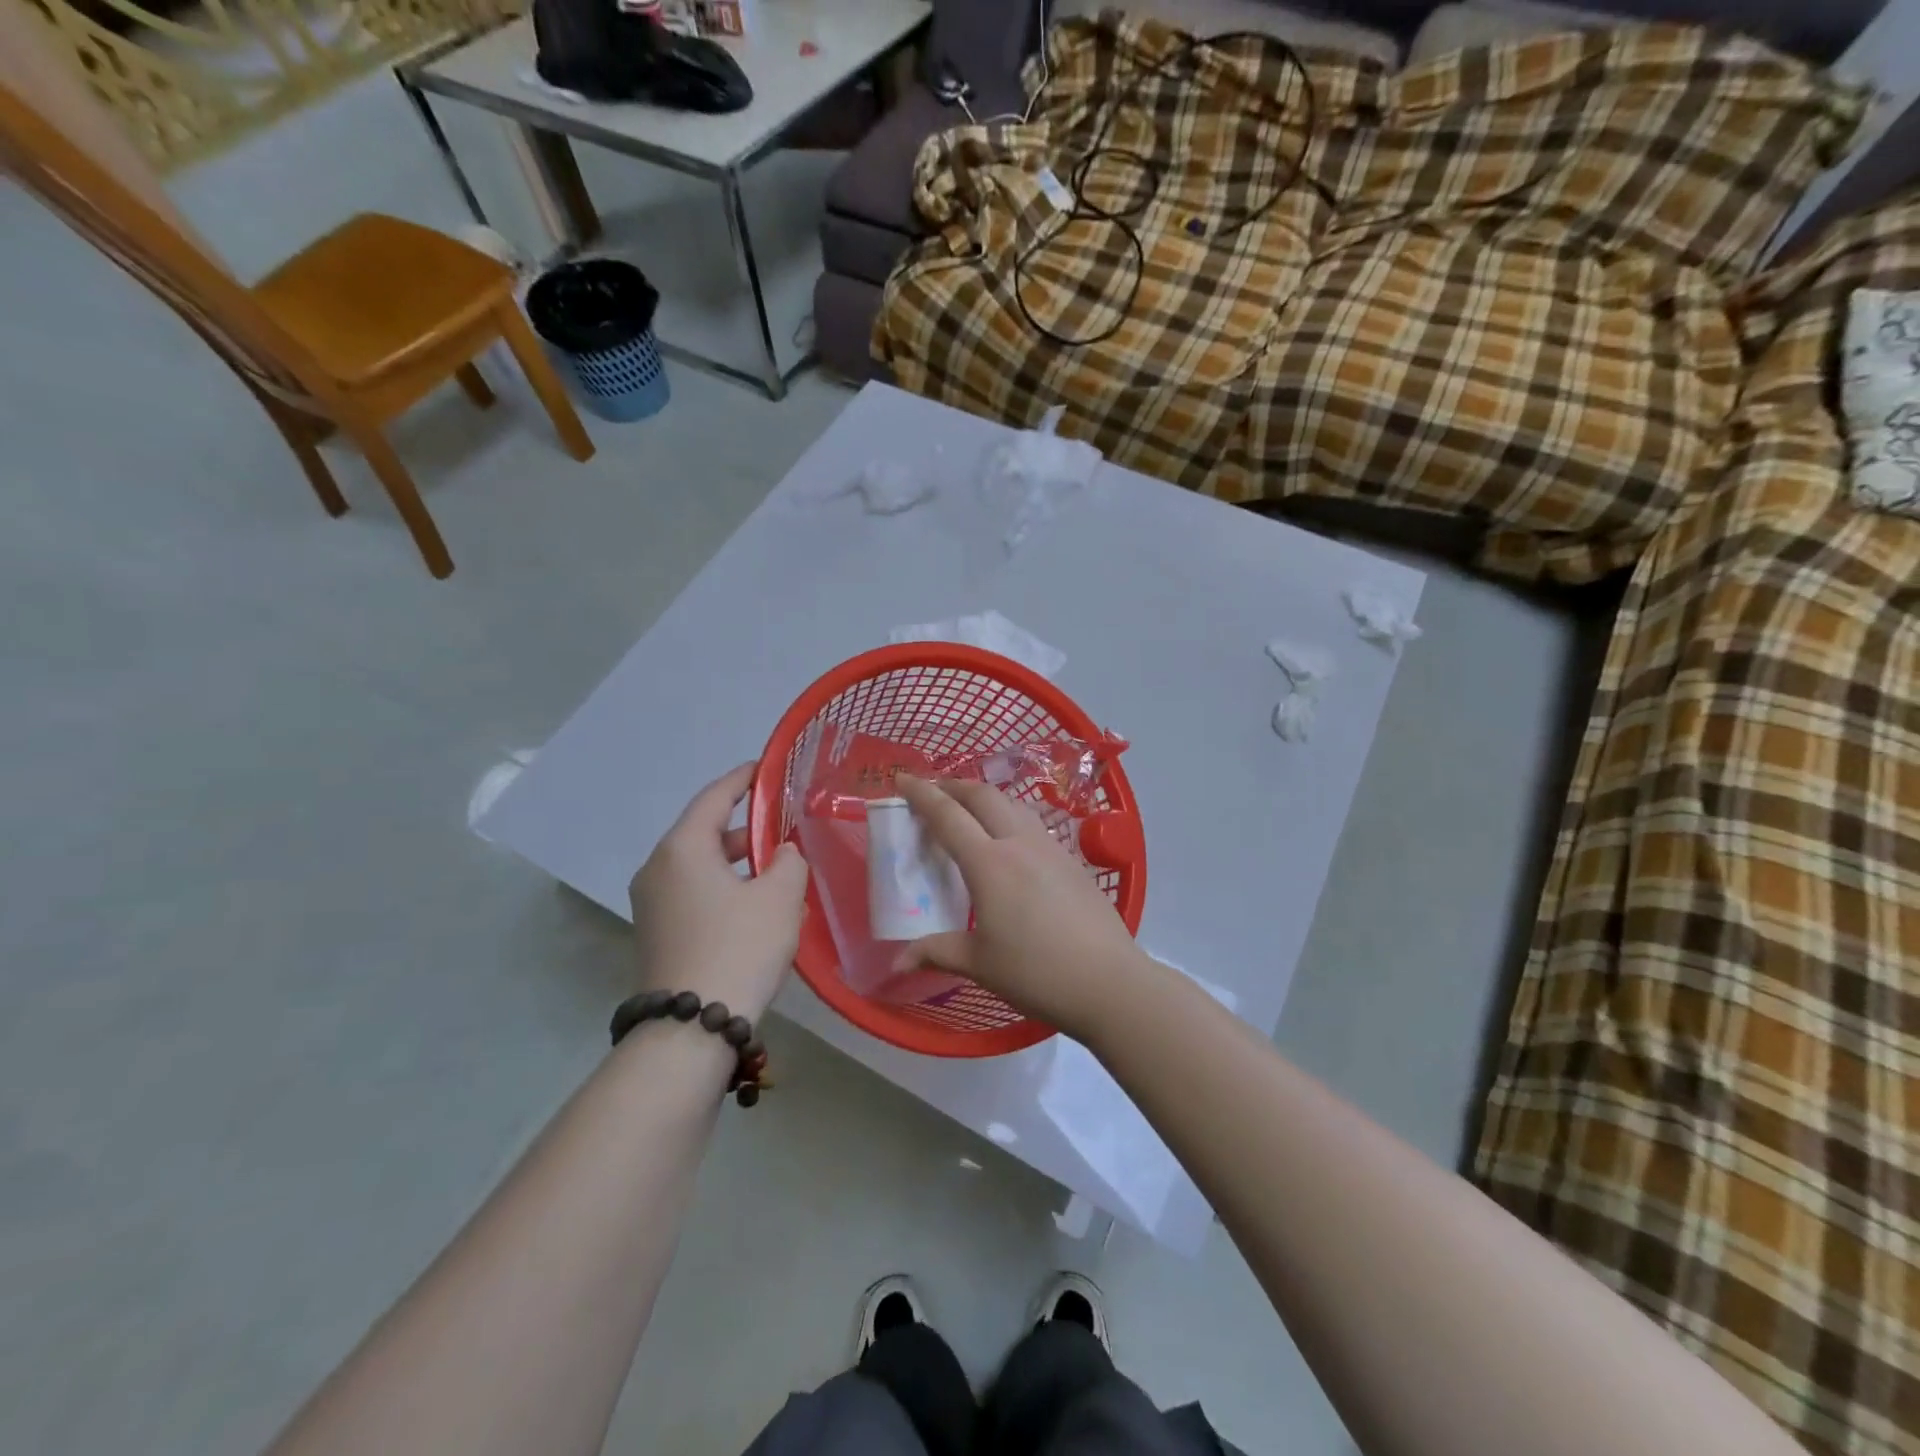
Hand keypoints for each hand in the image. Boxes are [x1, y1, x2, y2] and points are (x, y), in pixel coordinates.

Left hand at [628, 764, 808, 1021]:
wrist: (691, 1028)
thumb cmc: (739, 947)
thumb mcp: (780, 897)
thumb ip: (790, 862)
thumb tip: (782, 855)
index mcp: (682, 848)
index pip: (713, 798)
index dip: (741, 779)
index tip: (763, 767)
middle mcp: (658, 869)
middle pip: (706, 833)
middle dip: (748, 830)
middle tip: (785, 829)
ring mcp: (653, 904)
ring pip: (702, 867)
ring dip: (740, 865)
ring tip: (781, 875)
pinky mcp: (658, 932)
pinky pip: (695, 894)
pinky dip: (726, 889)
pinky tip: (759, 910)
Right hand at [891, 775, 1149, 1036]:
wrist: (1108, 981)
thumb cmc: (1036, 973)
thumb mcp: (979, 964)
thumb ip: (936, 952)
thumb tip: (896, 961)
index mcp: (989, 864)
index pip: (948, 815)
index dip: (922, 794)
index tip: (902, 779)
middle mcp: (1019, 843)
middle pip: (983, 796)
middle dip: (954, 786)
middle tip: (933, 791)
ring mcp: (1051, 848)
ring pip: (1013, 804)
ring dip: (985, 797)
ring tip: (969, 809)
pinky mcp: (1072, 860)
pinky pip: (1033, 823)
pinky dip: (1010, 816)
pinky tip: (1010, 840)